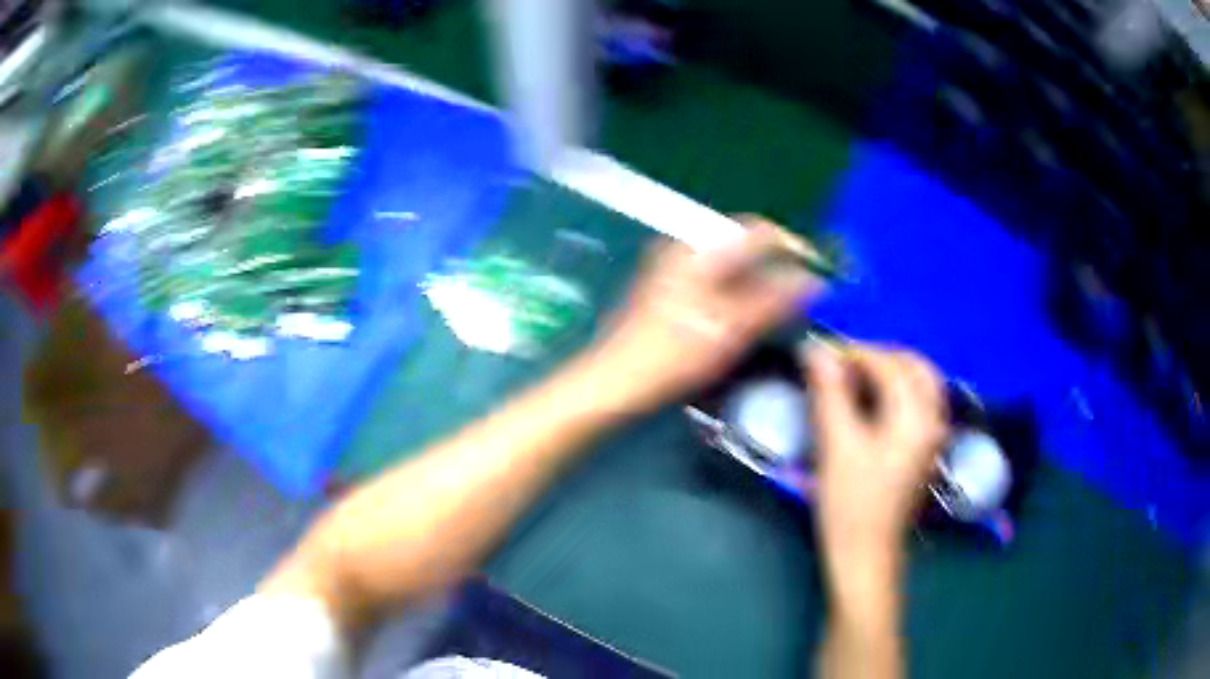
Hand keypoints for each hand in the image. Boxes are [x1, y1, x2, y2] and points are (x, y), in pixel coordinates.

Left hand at [587, 217, 823, 412]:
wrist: (612, 384)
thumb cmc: (670, 356)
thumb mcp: (729, 329)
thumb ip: (773, 300)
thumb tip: (814, 280)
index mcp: (698, 250)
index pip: (758, 231)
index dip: (794, 247)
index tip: (821, 270)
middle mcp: (685, 250)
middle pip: (745, 246)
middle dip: (779, 265)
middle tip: (808, 292)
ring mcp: (675, 270)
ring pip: (732, 265)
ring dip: (762, 280)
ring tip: (788, 305)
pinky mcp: (671, 292)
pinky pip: (717, 281)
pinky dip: (741, 293)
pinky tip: (753, 315)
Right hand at [805, 344, 947, 573]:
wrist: (866, 555)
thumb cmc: (851, 503)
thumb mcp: (837, 445)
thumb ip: (830, 393)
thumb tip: (815, 351)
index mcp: (916, 416)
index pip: (888, 364)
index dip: (853, 352)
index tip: (820, 352)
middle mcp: (934, 419)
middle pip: (913, 365)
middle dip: (877, 356)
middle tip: (839, 364)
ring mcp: (934, 435)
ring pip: (920, 382)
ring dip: (890, 370)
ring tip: (853, 378)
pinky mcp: (926, 448)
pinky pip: (919, 401)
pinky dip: (898, 390)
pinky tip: (873, 400)